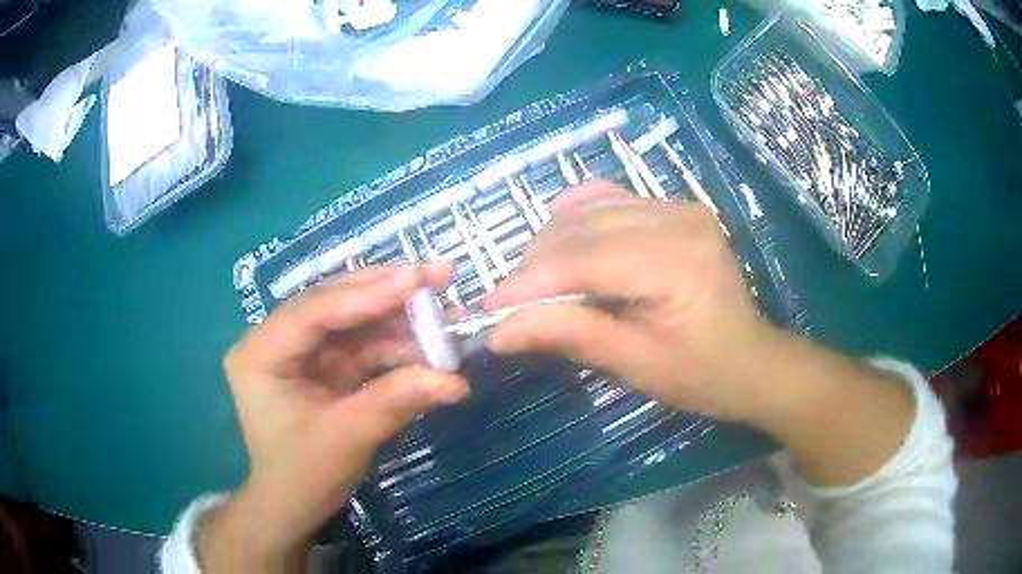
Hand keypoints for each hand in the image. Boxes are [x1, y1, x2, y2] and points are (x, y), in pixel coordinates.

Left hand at [201, 265, 468, 572]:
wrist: (293, 507)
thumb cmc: (304, 476)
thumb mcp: (347, 438)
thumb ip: (397, 401)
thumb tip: (455, 381)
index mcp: (259, 353)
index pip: (313, 311)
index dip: (367, 294)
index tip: (417, 280)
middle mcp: (275, 341)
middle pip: (334, 304)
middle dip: (387, 292)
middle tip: (438, 274)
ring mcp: (301, 352)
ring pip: (353, 321)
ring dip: (399, 319)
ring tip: (446, 312)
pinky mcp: (322, 366)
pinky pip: (362, 346)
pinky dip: (396, 346)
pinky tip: (429, 344)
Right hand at [485, 181, 780, 421]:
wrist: (749, 358)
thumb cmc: (698, 373)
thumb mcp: (633, 363)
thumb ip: (568, 334)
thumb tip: (498, 331)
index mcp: (675, 262)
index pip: (584, 259)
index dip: (529, 282)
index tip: (487, 307)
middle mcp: (677, 219)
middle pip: (582, 228)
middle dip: (535, 265)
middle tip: (510, 303)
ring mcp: (678, 206)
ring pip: (590, 210)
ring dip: (553, 243)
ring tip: (536, 282)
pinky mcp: (675, 207)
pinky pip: (611, 199)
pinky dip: (578, 218)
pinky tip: (564, 241)